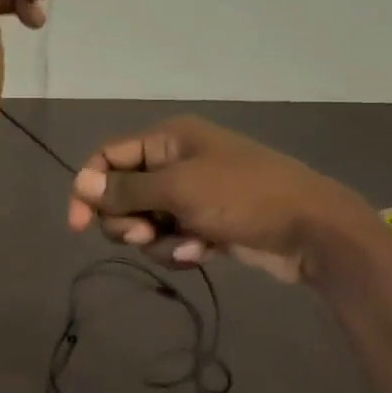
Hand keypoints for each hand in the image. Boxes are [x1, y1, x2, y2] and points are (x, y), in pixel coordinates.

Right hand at [66, 116, 381, 283]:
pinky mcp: (205, 223)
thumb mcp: (179, 189)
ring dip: (158, 239)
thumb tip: (82, 183)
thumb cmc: (243, 197)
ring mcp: (191, 194)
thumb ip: (126, 189)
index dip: (88, 188)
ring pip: (145, 221)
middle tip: (144, 233)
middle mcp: (174, 161)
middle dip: (128, 220)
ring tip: (188, 246)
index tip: (79, 225)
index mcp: (167, 139)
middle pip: (122, 193)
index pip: (107, 157)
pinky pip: (171, 237)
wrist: (312, 230)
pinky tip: (202, 253)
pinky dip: (180, 248)